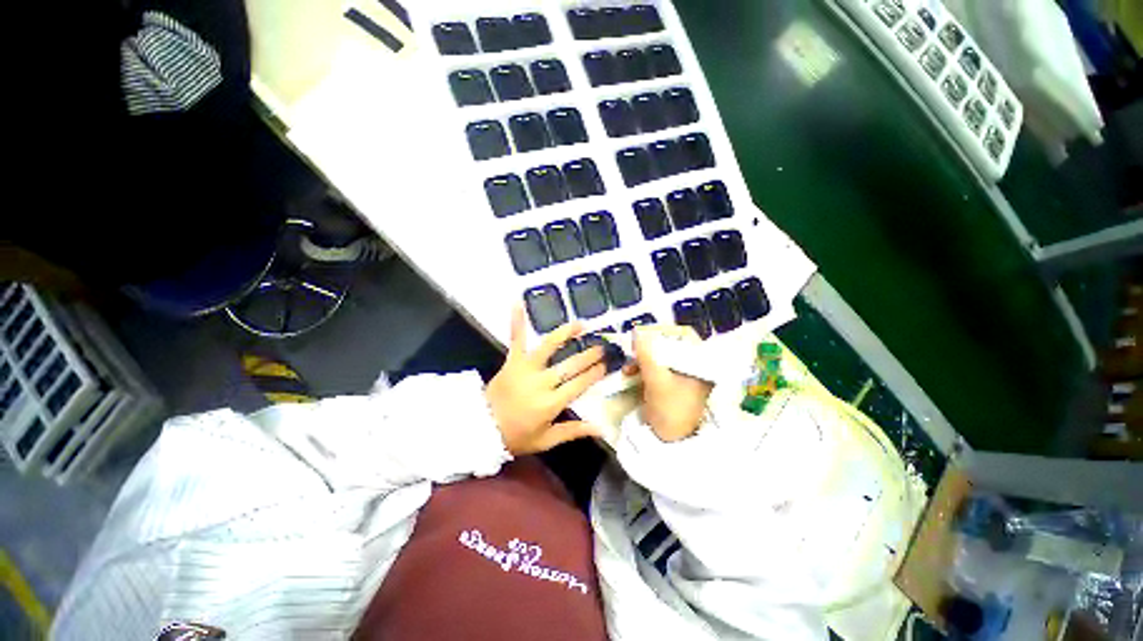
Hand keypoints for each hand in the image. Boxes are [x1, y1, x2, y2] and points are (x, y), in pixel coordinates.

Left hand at [485, 306, 607, 454]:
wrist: (480, 428)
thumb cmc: (515, 436)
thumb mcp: (546, 440)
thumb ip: (572, 431)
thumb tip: (601, 428)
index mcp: (551, 403)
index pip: (579, 384)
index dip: (594, 374)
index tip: (605, 365)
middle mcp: (541, 382)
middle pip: (570, 365)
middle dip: (588, 355)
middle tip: (601, 347)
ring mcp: (525, 369)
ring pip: (548, 347)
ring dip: (565, 333)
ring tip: (580, 325)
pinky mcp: (511, 361)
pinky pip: (516, 339)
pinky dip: (518, 321)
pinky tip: (518, 303)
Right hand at [624, 325, 712, 441]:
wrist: (668, 440)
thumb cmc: (670, 409)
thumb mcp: (657, 380)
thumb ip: (647, 354)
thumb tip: (637, 332)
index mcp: (701, 364)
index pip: (685, 335)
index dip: (664, 331)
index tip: (645, 333)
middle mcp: (694, 365)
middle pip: (670, 344)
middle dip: (648, 346)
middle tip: (633, 346)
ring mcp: (681, 374)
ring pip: (660, 355)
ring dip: (642, 358)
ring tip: (628, 365)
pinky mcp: (670, 382)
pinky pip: (656, 367)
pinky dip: (643, 367)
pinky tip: (629, 372)